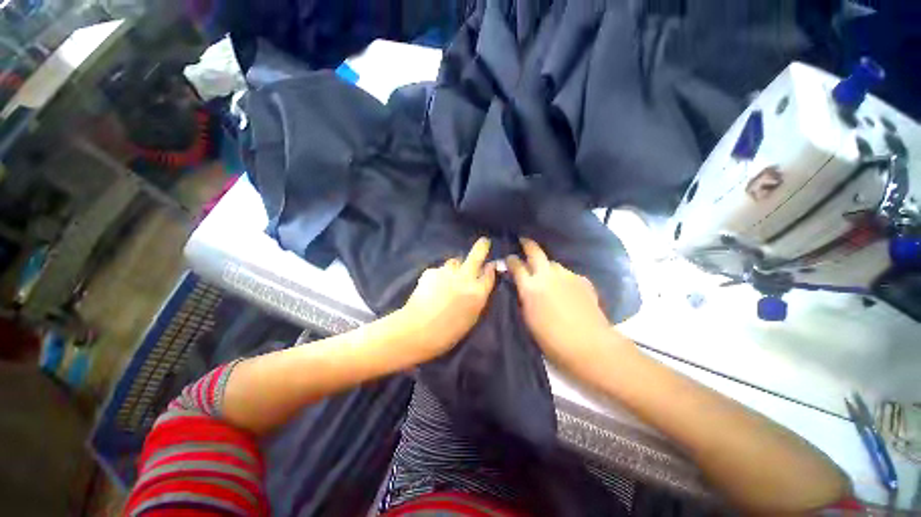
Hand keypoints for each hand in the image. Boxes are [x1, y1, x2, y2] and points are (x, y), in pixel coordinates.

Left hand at [401, 237, 496, 360]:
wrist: (418, 330)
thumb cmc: (448, 333)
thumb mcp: (471, 318)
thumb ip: (478, 298)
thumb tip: (479, 286)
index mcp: (478, 293)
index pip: (489, 273)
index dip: (490, 268)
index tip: (490, 265)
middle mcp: (465, 278)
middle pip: (476, 256)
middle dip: (482, 247)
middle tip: (484, 242)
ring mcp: (448, 272)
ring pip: (455, 261)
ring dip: (455, 266)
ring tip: (448, 278)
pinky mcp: (432, 271)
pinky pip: (439, 270)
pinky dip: (439, 275)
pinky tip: (432, 287)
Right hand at [507, 238, 624, 368]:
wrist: (588, 343)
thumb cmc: (551, 338)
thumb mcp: (528, 318)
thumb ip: (524, 297)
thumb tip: (522, 287)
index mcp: (530, 287)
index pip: (516, 266)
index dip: (511, 260)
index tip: (509, 258)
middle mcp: (547, 275)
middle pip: (535, 252)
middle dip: (527, 244)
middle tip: (524, 240)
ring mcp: (566, 275)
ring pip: (553, 263)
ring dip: (547, 265)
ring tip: (547, 272)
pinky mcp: (582, 280)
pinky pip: (568, 273)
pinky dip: (563, 277)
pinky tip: (565, 286)